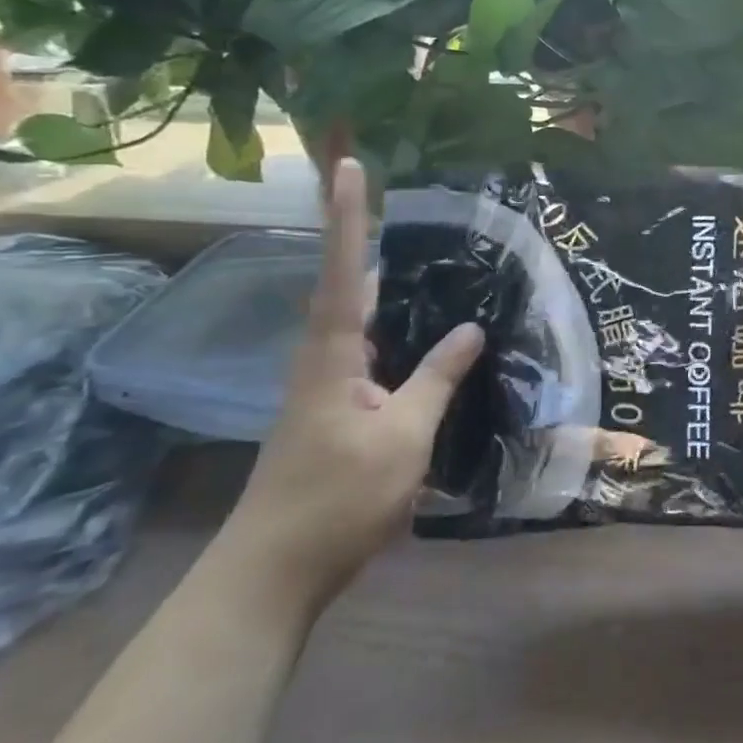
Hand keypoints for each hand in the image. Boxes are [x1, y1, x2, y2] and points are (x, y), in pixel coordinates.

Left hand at [221, 158, 482, 611]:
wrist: (271, 575)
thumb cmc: (339, 500)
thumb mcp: (404, 437)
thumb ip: (438, 378)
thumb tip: (471, 328)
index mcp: (333, 356)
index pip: (345, 272)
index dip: (350, 218)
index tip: (350, 167)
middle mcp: (322, 360)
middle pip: (347, 286)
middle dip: (366, 238)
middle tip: (399, 201)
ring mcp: (323, 387)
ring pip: (357, 321)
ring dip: (383, 285)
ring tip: (427, 257)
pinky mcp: (332, 411)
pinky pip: (367, 352)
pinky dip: (393, 330)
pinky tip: (423, 337)